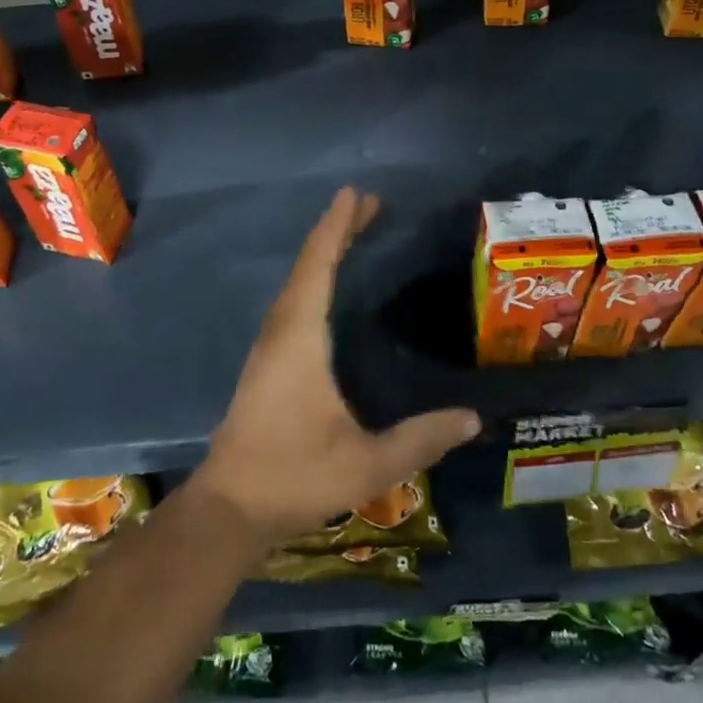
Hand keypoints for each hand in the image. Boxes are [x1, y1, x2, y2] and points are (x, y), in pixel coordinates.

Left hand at [196, 188, 481, 543]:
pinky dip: (314, 279)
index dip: (337, 227)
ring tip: (353, 235)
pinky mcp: (267, 363)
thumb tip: (473, 417)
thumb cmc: (294, 476)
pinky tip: (329, 291)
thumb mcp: (366, 463)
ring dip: (323, 253)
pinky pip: (293, 302)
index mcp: (300, 337)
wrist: (229, 508)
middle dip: (336, 231)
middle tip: (370, 206)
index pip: (319, 266)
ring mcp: (269, 346)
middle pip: (308, 265)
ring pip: (298, 283)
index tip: (356, 194)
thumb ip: (421, 439)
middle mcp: (281, 330)